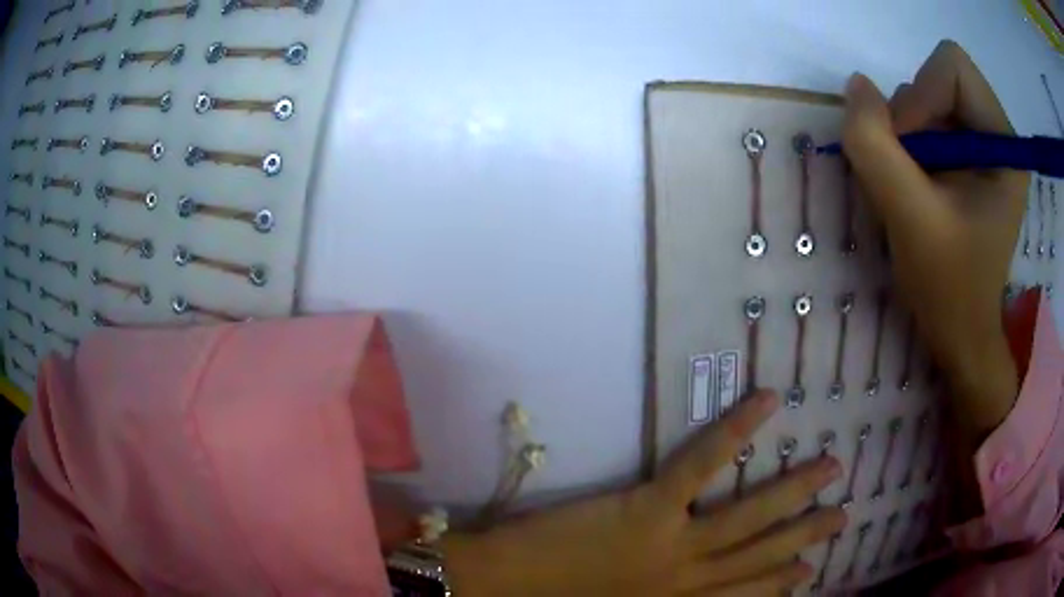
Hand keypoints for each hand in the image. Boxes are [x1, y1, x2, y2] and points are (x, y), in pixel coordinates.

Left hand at [440, 391, 845, 595]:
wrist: (500, 589)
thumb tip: (693, 593)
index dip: (780, 586)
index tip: (812, 572)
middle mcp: (688, 583)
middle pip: (761, 559)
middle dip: (805, 537)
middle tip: (843, 516)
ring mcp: (673, 545)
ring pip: (750, 517)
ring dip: (796, 492)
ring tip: (832, 467)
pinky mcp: (648, 508)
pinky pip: (702, 464)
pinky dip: (737, 431)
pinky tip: (768, 402)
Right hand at [841, 41, 1024, 446]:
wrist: (960, 333)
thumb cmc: (948, 288)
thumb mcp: (909, 219)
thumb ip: (875, 146)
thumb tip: (857, 87)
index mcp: (1004, 145)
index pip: (953, 67)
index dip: (923, 95)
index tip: (911, 152)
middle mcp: (997, 134)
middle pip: (938, 78)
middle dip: (912, 118)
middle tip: (909, 174)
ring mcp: (982, 145)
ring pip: (927, 98)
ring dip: (907, 136)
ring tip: (912, 188)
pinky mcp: (967, 158)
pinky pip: (927, 120)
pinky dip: (909, 146)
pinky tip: (914, 187)